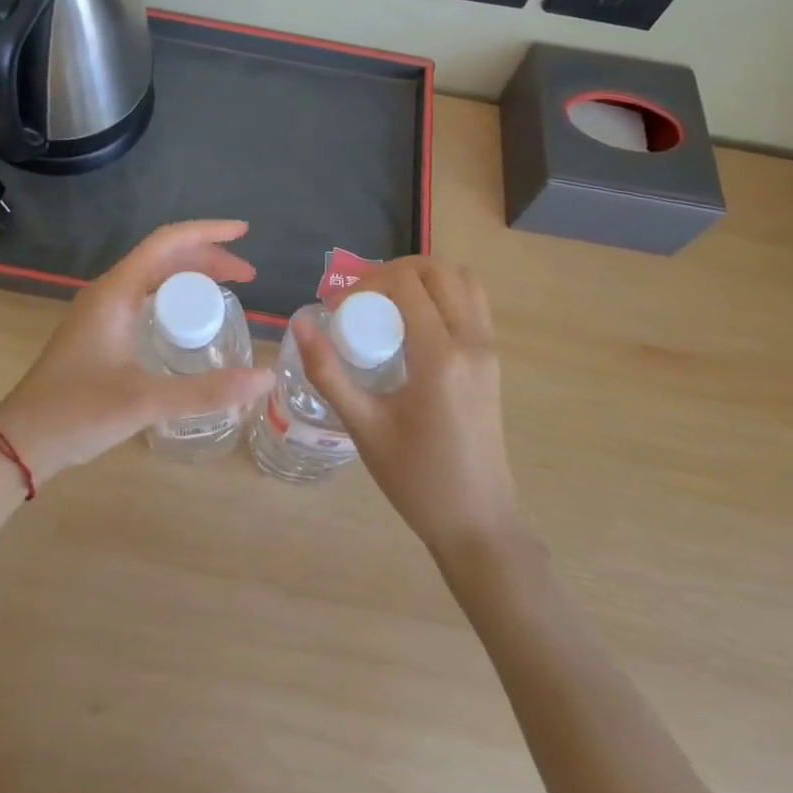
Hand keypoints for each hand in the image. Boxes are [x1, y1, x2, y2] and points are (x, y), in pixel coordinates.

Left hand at [0, 221, 274, 481]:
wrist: (21, 441)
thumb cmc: (77, 412)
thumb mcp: (146, 401)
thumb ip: (206, 391)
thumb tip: (264, 378)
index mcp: (116, 291)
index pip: (167, 242)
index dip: (208, 232)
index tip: (244, 233)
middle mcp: (109, 291)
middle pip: (164, 256)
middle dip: (207, 257)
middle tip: (247, 277)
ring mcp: (102, 311)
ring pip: (154, 276)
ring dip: (191, 275)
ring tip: (228, 290)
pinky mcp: (101, 331)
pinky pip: (145, 296)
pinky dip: (175, 295)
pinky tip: (190, 318)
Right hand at [297, 256, 522, 556]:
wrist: (478, 522)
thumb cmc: (416, 480)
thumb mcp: (364, 427)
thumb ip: (329, 373)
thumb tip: (300, 324)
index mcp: (439, 358)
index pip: (406, 284)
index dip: (367, 283)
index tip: (338, 310)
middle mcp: (471, 343)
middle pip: (437, 270)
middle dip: (393, 271)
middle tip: (362, 299)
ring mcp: (488, 350)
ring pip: (462, 279)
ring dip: (423, 278)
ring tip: (389, 305)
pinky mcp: (492, 360)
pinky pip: (472, 303)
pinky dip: (443, 294)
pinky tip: (413, 326)